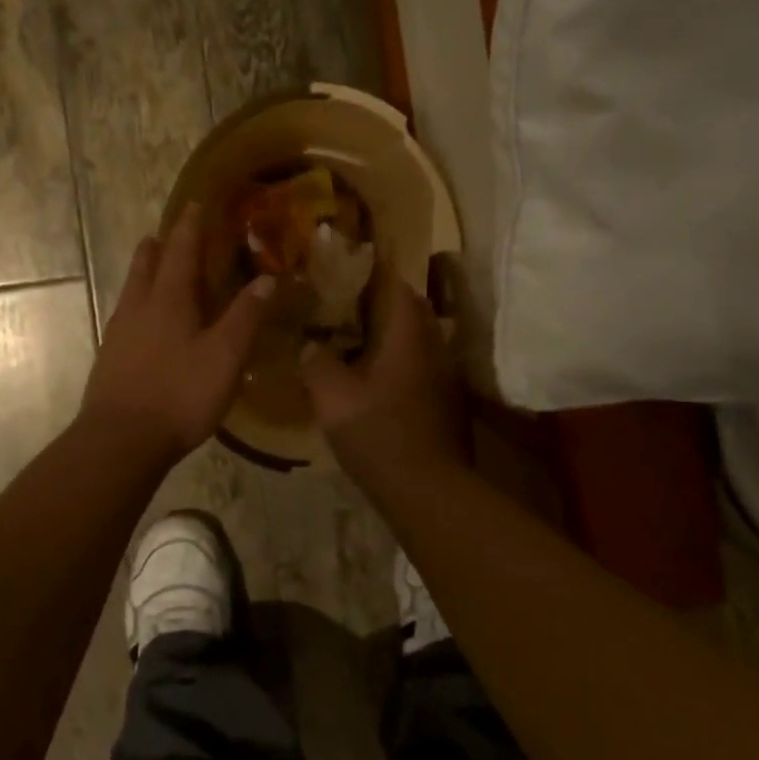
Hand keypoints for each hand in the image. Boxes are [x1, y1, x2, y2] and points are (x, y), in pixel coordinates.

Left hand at [80, 205, 276, 463]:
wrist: (120, 440)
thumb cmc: (179, 394)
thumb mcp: (225, 357)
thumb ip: (246, 317)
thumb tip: (267, 279)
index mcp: (169, 299)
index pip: (181, 251)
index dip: (189, 226)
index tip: (195, 204)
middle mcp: (139, 307)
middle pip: (146, 264)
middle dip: (159, 245)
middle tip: (166, 232)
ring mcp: (119, 332)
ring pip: (132, 289)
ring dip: (144, 270)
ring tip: (152, 264)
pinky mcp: (110, 357)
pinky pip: (125, 315)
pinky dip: (138, 302)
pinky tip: (143, 321)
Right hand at [300, 269, 466, 487]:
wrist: (427, 490)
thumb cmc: (378, 433)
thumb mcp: (332, 397)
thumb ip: (317, 363)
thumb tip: (310, 345)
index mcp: (409, 337)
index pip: (399, 287)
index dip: (378, 273)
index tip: (352, 269)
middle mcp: (435, 349)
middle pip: (414, 311)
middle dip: (385, 302)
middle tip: (350, 304)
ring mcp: (446, 378)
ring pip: (420, 340)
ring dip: (395, 334)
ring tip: (360, 339)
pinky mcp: (448, 404)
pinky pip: (423, 367)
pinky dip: (402, 362)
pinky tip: (379, 379)